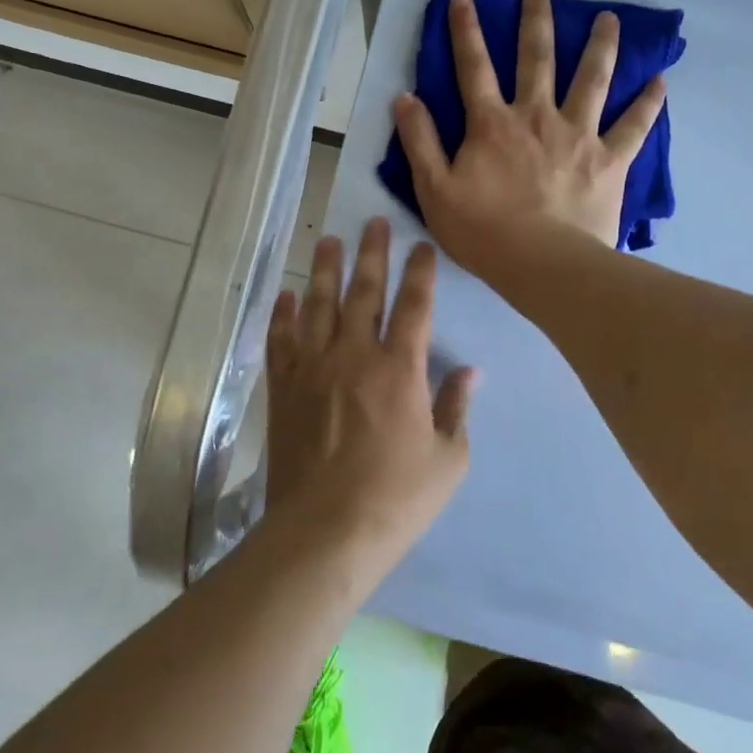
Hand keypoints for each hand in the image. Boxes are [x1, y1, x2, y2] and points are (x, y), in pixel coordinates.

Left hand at [264, 217, 475, 566]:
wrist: (325, 530)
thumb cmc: (395, 498)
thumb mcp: (447, 459)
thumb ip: (456, 408)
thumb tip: (470, 371)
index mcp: (400, 369)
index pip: (414, 306)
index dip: (420, 272)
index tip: (421, 247)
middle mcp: (355, 355)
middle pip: (364, 291)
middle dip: (372, 253)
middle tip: (374, 222)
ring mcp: (313, 367)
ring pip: (319, 305)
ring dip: (326, 269)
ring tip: (330, 240)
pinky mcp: (284, 387)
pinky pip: (282, 339)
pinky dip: (284, 314)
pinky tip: (287, 294)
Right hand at [392, 0, 666, 276]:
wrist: (543, 264)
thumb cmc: (483, 232)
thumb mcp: (434, 191)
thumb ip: (420, 142)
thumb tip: (405, 98)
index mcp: (492, 124)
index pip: (474, 68)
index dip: (466, 31)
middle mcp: (537, 116)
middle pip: (536, 59)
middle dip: (535, 21)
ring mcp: (578, 135)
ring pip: (591, 79)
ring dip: (599, 46)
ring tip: (609, 20)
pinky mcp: (610, 159)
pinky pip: (634, 126)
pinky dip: (648, 103)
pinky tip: (660, 81)